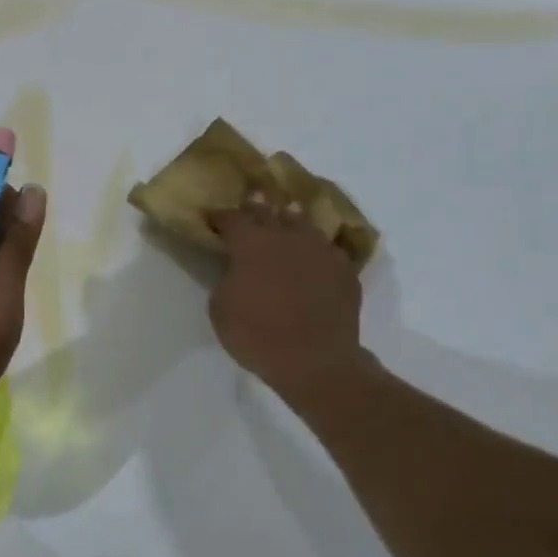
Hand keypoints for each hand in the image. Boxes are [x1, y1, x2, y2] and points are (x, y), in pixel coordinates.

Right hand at [207, 195, 373, 398]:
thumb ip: (226, 278)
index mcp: (251, 244)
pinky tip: (315, 254)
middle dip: (257, 205)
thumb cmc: (256, 335)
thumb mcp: (220, 308)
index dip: (220, 217)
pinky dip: (316, 248)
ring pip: (303, 223)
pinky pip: (328, 248)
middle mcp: (286, 236)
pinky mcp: (344, 268)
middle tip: (252, 197)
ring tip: (288, 216)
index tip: (213, 219)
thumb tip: (236, 269)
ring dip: (291, 219)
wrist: (314, 360)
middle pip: (269, 211)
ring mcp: (319, 249)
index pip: (232, 218)